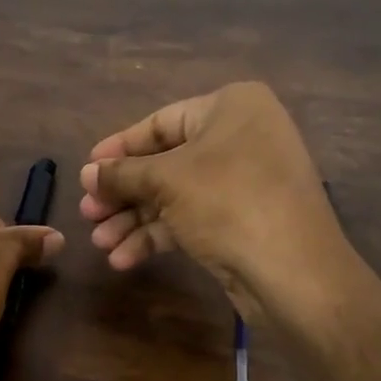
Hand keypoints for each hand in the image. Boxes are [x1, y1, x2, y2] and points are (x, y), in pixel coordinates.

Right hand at [78, 82, 351, 322]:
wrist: (294, 272)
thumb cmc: (228, 202)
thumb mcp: (167, 181)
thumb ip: (122, 174)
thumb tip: (87, 173)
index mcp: (231, 108)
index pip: (161, 123)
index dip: (119, 148)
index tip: (87, 169)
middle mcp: (240, 138)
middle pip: (164, 163)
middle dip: (123, 193)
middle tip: (87, 214)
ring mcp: (243, 182)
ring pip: (174, 195)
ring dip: (133, 220)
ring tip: (98, 242)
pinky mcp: (241, 221)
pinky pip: (190, 219)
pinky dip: (157, 236)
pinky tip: (123, 259)